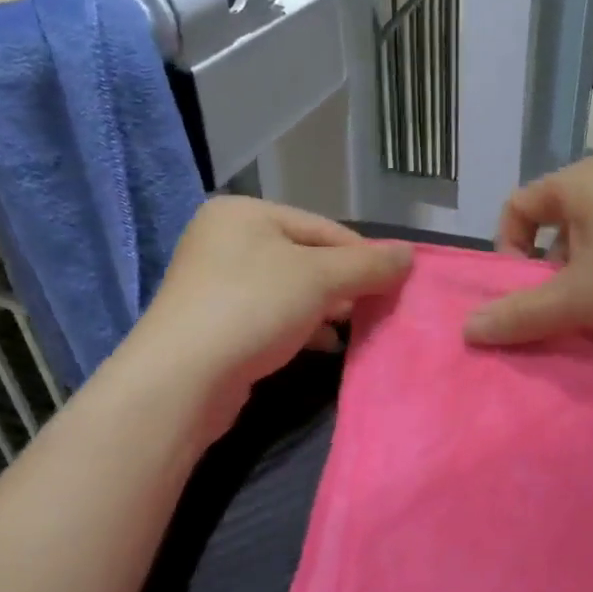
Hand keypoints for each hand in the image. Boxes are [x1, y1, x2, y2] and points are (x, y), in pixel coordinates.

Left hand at [131, 197, 411, 426]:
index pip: (323, 227)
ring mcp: (216, 283)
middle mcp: (226, 240)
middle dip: (343, 285)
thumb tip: (409, 255)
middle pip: (306, 257)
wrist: (183, 378)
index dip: (363, 256)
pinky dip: (301, 327)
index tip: (395, 284)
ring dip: (325, 308)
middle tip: (375, 309)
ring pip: (290, 289)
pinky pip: (271, 315)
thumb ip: (367, 265)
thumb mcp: (320, 278)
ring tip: (351, 329)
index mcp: (245, 213)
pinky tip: (324, 345)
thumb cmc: (253, 308)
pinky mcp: (216, 322)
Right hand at [463, 158, 592, 346]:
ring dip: (582, 275)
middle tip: (562, 305)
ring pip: (591, 238)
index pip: (517, 206)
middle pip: (553, 223)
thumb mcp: (578, 299)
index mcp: (580, 181)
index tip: (523, 288)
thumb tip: (467, 330)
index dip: (507, 248)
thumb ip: (520, 314)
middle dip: (548, 269)